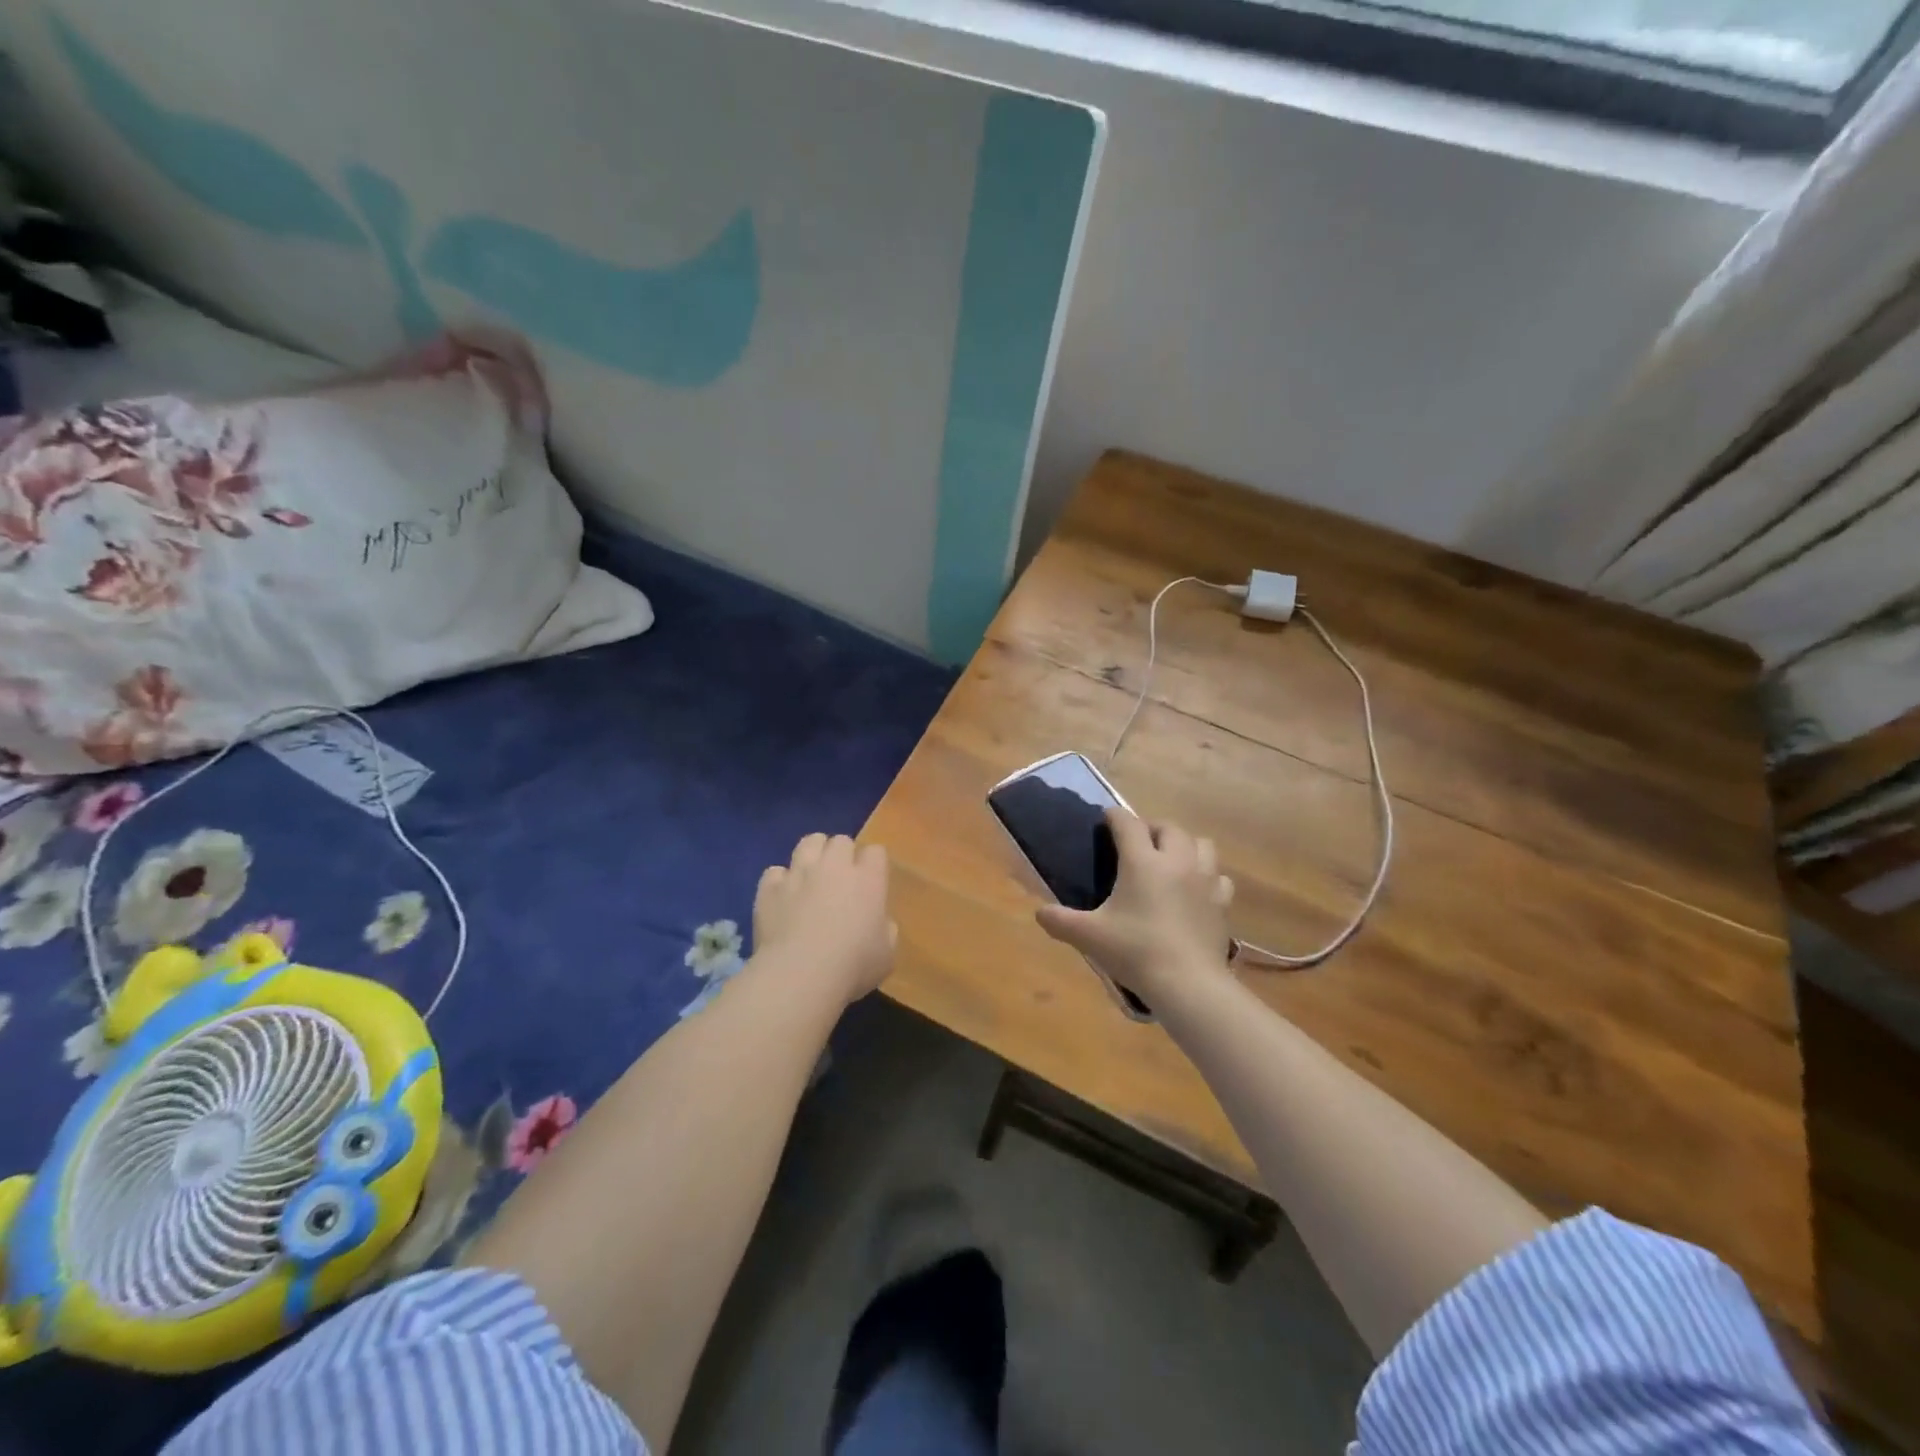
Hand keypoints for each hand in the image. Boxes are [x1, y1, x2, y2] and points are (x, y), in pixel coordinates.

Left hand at [753, 834, 895, 1005]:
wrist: (800, 974)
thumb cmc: (853, 966)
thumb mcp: (887, 954)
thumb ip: (885, 929)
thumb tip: (878, 922)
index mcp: (868, 879)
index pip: (876, 852)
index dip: (873, 864)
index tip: (871, 881)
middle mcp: (834, 867)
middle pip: (841, 841)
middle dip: (842, 854)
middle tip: (841, 879)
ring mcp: (799, 873)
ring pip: (808, 842)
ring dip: (813, 854)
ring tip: (811, 875)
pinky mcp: (770, 888)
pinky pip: (775, 872)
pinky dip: (779, 882)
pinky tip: (782, 897)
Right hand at [1035, 809, 1233, 1002]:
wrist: (1188, 984)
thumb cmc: (1135, 951)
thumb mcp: (1089, 936)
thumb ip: (1060, 921)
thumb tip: (1040, 912)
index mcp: (1142, 861)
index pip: (1128, 823)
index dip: (1114, 817)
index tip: (1105, 819)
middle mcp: (1176, 861)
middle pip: (1169, 827)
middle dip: (1151, 828)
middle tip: (1137, 843)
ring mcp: (1204, 880)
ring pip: (1201, 844)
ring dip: (1184, 845)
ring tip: (1170, 861)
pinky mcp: (1221, 903)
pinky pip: (1218, 876)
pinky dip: (1206, 876)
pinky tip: (1195, 890)